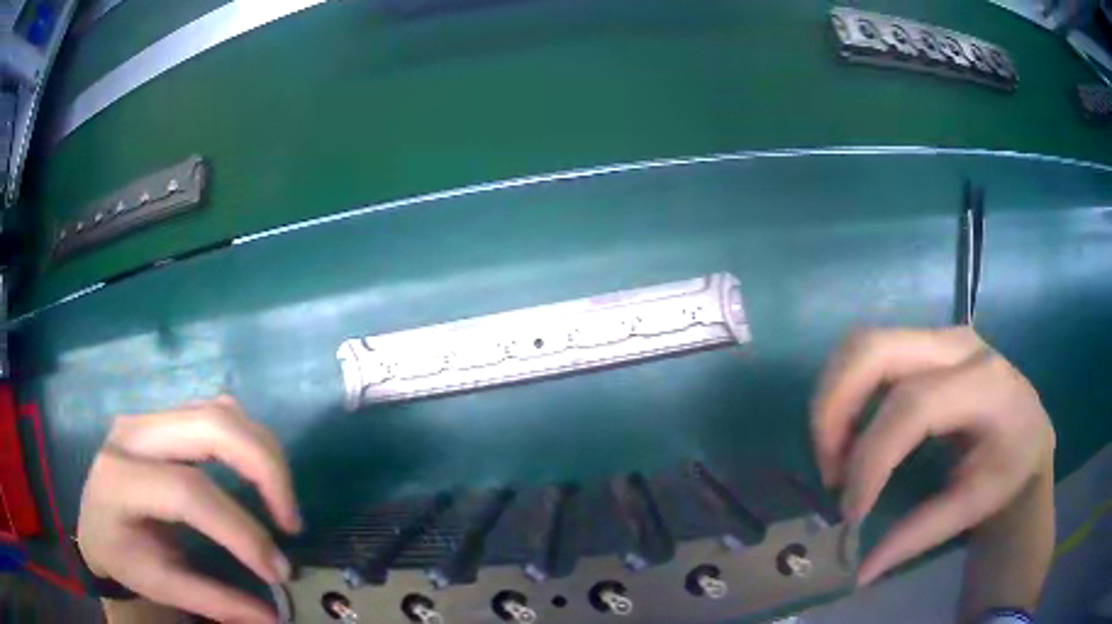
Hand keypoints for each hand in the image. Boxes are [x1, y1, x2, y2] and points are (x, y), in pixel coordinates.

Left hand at [77, 396, 302, 622]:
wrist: (94, 517)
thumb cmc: (120, 554)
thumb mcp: (159, 584)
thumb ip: (213, 601)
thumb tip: (272, 617)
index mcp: (120, 478)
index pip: (188, 492)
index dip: (240, 531)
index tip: (277, 571)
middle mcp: (134, 434)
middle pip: (211, 428)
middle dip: (264, 471)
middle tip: (290, 522)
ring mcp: (150, 417)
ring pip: (219, 412)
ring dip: (263, 453)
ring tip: (280, 502)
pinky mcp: (165, 416)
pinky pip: (216, 412)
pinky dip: (248, 439)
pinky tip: (256, 475)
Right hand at [810, 327, 1054, 585]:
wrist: (1026, 426)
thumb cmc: (1009, 466)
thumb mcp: (975, 505)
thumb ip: (920, 534)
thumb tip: (860, 572)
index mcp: (984, 385)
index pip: (912, 407)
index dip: (871, 460)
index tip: (850, 512)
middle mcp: (957, 345)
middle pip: (873, 351)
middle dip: (833, 411)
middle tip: (829, 470)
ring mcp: (938, 335)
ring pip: (860, 345)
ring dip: (833, 401)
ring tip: (836, 455)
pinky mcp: (923, 341)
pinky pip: (867, 355)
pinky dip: (845, 392)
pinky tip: (852, 434)